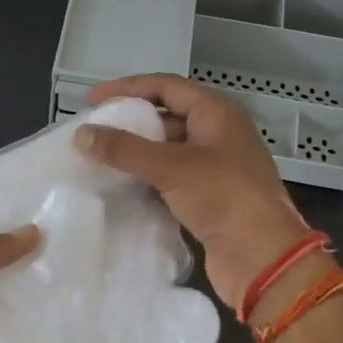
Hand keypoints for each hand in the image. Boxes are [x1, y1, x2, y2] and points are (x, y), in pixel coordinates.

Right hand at [78, 74, 308, 308]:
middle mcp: (218, 135)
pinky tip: (121, 187)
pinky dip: (146, 179)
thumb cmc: (223, 197)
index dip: (128, 88)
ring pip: (168, 151)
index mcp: (217, 114)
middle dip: (130, 122)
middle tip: (93, 130)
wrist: (261, 256)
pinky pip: (170, 180)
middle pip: (167, 117)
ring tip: (99, 158)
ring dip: (136, 153)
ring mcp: (215, 168)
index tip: (92, 100)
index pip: (166, 86)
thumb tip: (81, 134)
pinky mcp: (209, 199)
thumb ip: (124, 149)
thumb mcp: (171, 166)